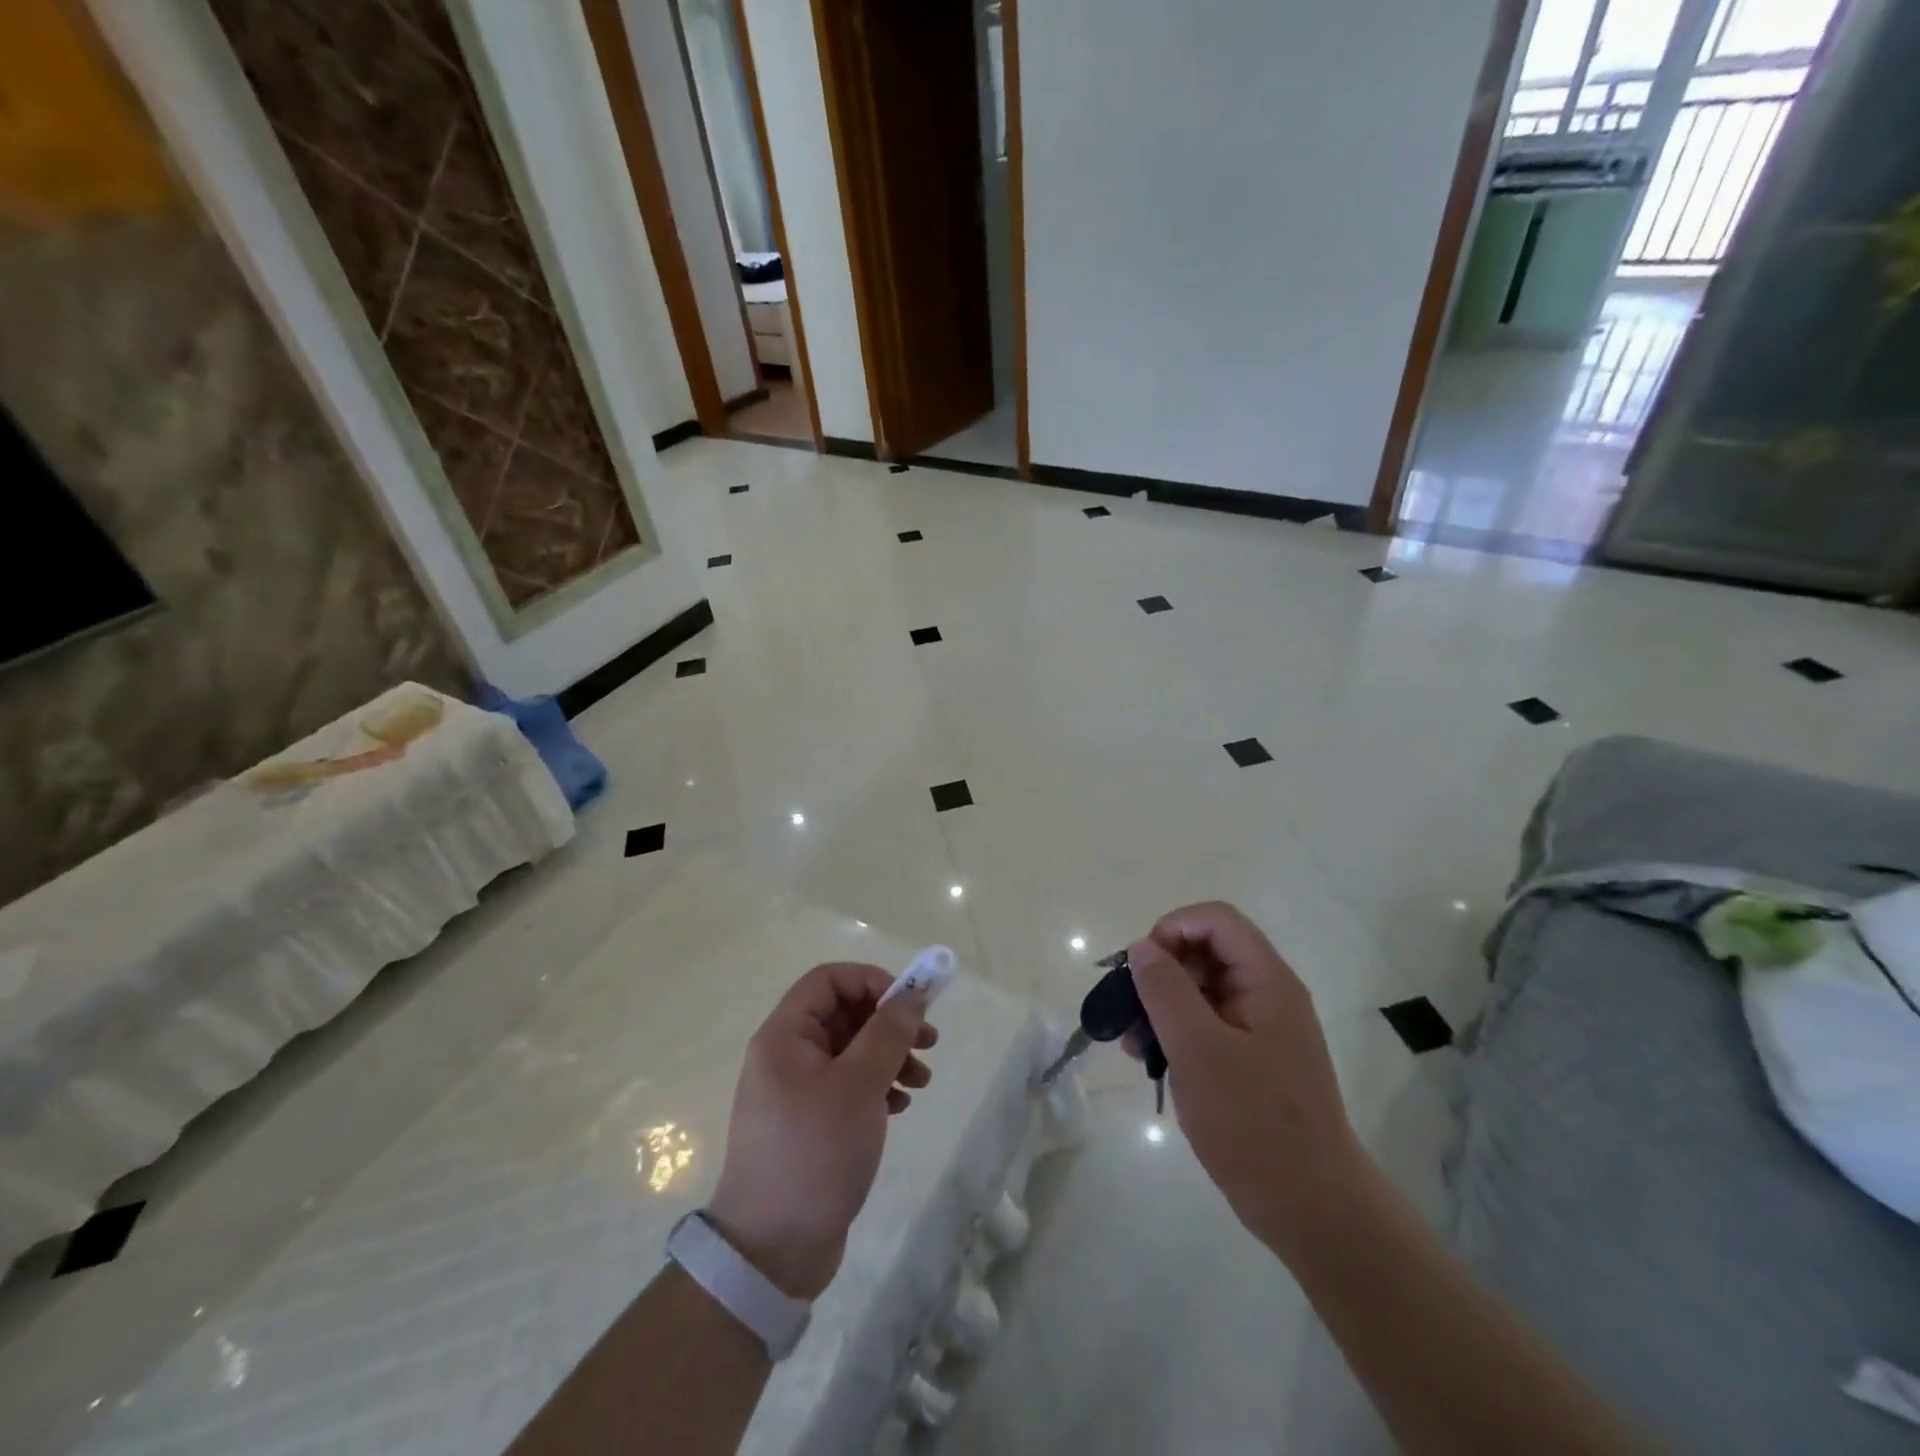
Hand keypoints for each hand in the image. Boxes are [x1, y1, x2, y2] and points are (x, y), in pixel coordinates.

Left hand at [706, 963, 936, 1298]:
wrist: (772, 1251)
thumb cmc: (814, 1152)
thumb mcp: (859, 1084)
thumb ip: (888, 1032)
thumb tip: (913, 994)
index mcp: (784, 1036)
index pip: (828, 980)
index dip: (871, 981)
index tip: (910, 1003)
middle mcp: (786, 1056)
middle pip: (844, 1015)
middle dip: (889, 1024)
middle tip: (929, 1042)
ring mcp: (797, 1092)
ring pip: (851, 1052)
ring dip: (890, 1057)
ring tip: (922, 1080)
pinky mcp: (810, 1124)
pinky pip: (848, 1086)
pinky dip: (877, 1087)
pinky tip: (900, 1107)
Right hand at [1127, 902, 1367, 1259]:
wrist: (1310, 1207)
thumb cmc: (1254, 1122)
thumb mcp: (1198, 1050)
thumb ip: (1166, 990)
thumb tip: (1142, 948)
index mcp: (1267, 981)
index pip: (1216, 920)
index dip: (1173, 928)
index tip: (1142, 967)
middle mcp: (1267, 994)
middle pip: (1206, 951)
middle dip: (1161, 971)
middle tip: (1129, 1008)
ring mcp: (1259, 1028)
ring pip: (1201, 989)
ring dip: (1161, 1005)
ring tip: (1132, 1043)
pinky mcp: (1250, 1058)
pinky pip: (1206, 1024)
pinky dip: (1175, 1032)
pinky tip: (1150, 1060)